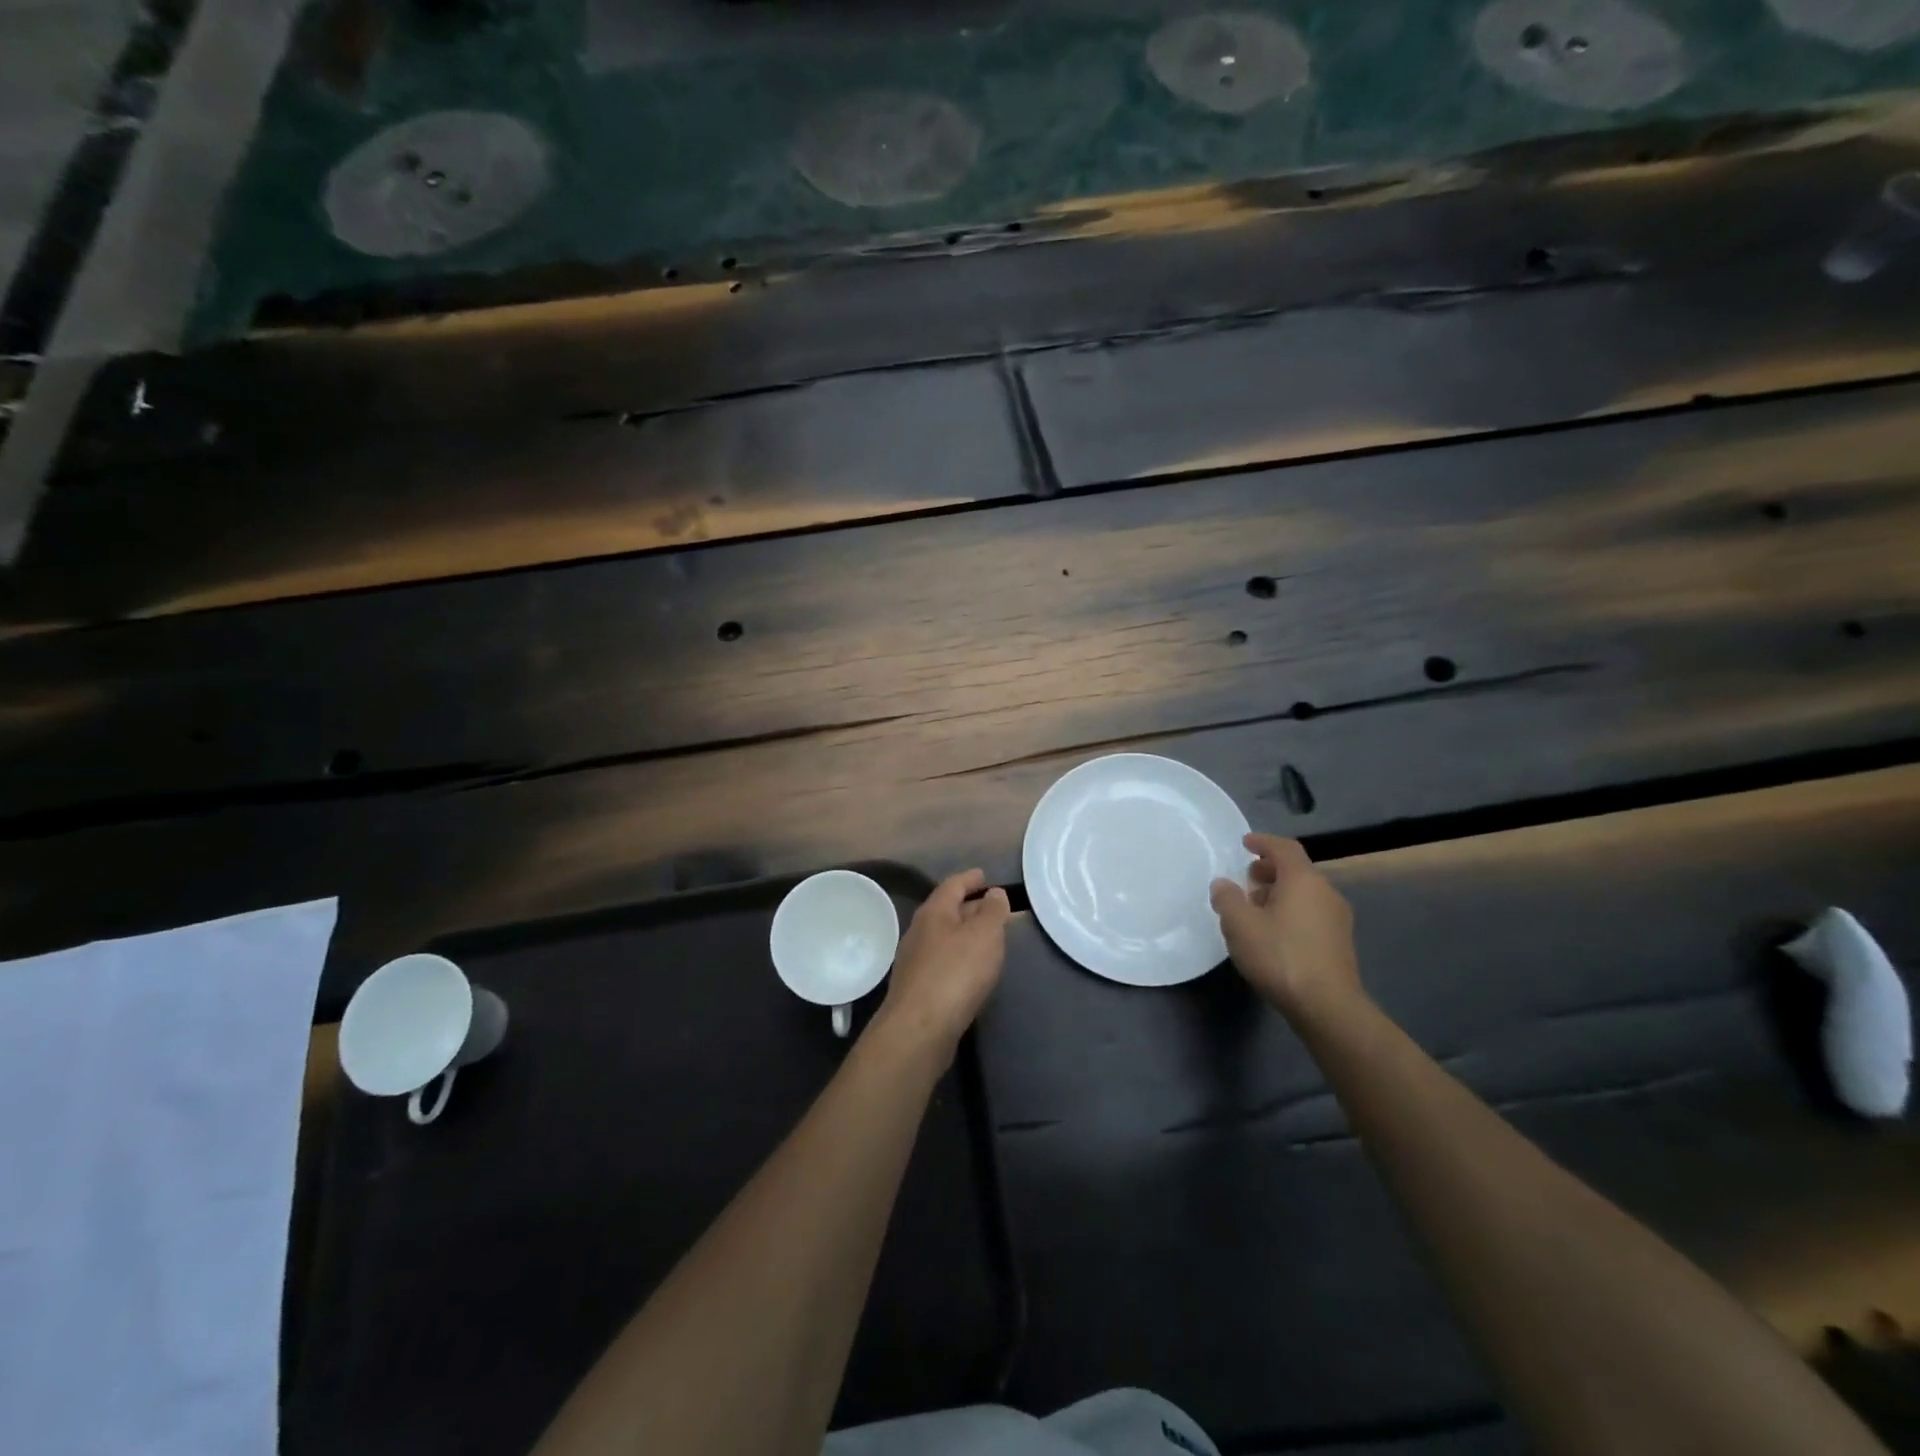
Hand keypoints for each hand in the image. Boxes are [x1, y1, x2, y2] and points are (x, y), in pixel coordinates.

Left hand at [875, 869, 1010, 1057]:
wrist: (920, 1029)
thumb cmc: (956, 973)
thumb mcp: (985, 935)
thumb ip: (993, 911)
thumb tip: (994, 893)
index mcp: (933, 912)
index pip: (953, 885)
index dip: (970, 879)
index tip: (984, 876)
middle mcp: (919, 932)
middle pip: (946, 910)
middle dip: (969, 907)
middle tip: (993, 908)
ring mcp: (914, 961)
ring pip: (944, 937)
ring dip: (964, 934)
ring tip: (987, 939)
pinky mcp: (917, 988)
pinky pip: (942, 962)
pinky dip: (959, 957)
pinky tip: (971, 970)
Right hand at [1210, 834, 1361, 1021]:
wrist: (1327, 1006)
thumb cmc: (1280, 956)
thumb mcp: (1240, 925)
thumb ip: (1227, 898)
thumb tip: (1223, 884)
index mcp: (1303, 880)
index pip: (1284, 848)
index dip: (1263, 842)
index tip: (1245, 843)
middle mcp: (1325, 892)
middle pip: (1297, 870)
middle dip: (1270, 870)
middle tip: (1247, 877)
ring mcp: (1337, 918)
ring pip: (1305, 893)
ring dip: (1280, 893)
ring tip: (1255, 907)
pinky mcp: (1340, 943)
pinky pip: (1311, 913)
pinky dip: (1291, 911)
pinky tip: (1274, 932)